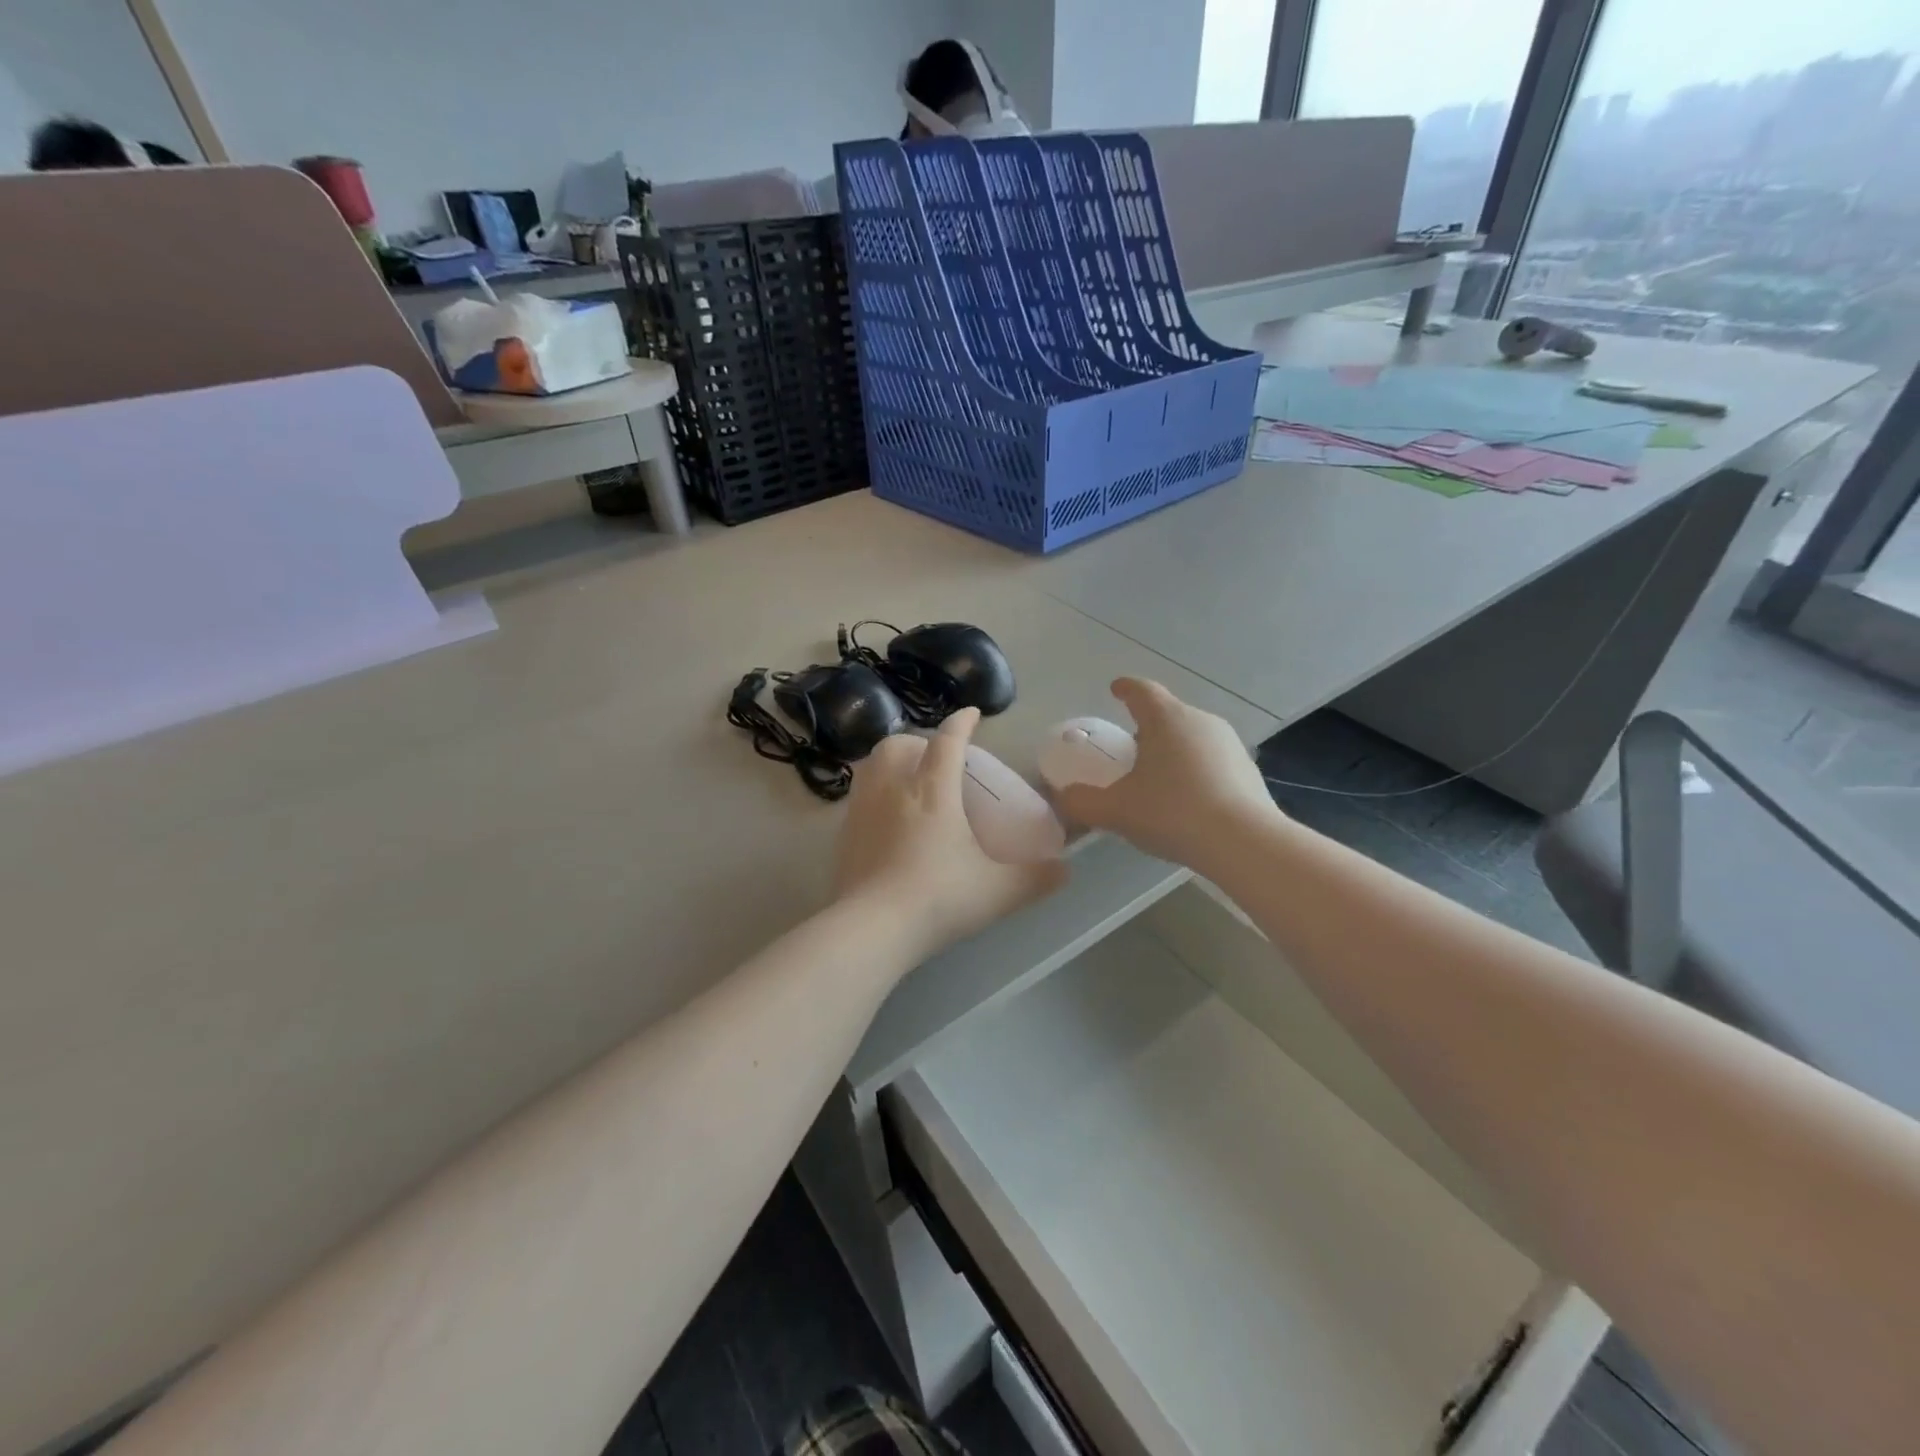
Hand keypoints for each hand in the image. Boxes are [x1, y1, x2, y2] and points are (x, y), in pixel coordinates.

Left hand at [833, 709, 1067, 961]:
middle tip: (935, 759)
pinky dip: (874, 794)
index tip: (972, 715)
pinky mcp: (843, 835)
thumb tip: (1065, 870)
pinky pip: (858, 797)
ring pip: (871, 766)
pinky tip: (886, 821)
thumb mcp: (998, 891)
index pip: (948, 741)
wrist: (871, 929)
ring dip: (891, 763)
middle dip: (918, 742)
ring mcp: (862, 810)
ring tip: (908, 782)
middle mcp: (893, 789)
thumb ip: (1036, 878)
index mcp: (933, 790)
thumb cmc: (939, 898)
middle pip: (897, 744)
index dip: (962, 723)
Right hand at [1054, 678, 1278, 871]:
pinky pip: (1212, 761)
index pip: (1142, 691)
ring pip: (1192, 737)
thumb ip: (1083, 802)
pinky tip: (1187, 800)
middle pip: (1168, 714)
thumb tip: (1064, 797)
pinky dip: (1195, 771)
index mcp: (1166, 719)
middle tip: (1130, 749)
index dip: (1125, 689)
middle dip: (1148, 727)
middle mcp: (1201, 721)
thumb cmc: (1172, 813)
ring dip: (1173, 750)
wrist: (1243, 842)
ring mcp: (1229, 744)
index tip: (1116, 689)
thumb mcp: (1116, 811)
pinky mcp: (1248, 770)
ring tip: (1157, 778)